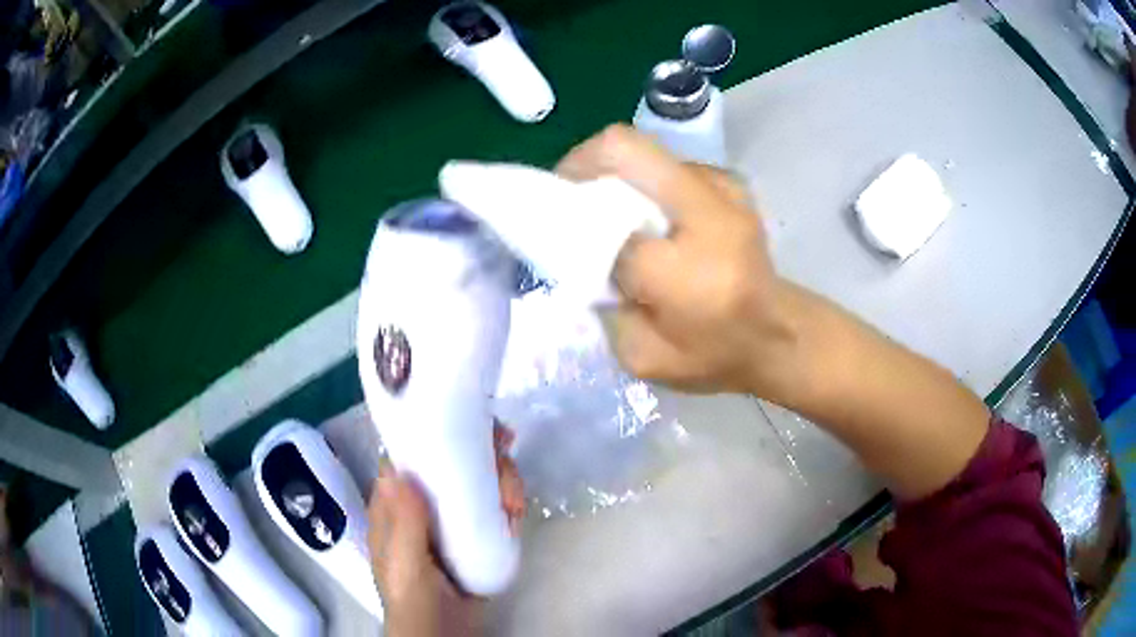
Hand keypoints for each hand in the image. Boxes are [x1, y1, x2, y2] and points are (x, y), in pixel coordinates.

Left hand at [368, 425, 524, 636]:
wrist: (446, 633)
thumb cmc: (414, 599)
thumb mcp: (404, 566)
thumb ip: (403, 527)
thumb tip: (400, 470)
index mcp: (396, 504)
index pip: (410, 454)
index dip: (433, 431)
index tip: (466, 421)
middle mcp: (424, 503)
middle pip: (451, 461)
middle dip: (480, 451)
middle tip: (507, 449)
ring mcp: (453, 518)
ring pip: (478, 480)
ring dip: (501, 478)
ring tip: (514, 502)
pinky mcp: (478, 533)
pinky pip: (496, 506)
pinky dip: (510, 502)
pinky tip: (517, 512)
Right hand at [556, 124, 793, 394]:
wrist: (778, 335)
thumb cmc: (713, 355)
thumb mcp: (644, 358)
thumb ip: (605, 309)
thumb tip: (577, 255)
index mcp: (687, 271)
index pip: (607, 224)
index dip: (571, 217)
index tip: (549, 226)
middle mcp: (711, 212)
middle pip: (625, 149)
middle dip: (581, 167)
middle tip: (566, 200)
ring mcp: (724, 187)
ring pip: (644, 151)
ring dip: (611, 174)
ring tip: (605, 211)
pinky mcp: (728, 182)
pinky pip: (665, 163)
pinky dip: (641, 180)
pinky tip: (644, 215)